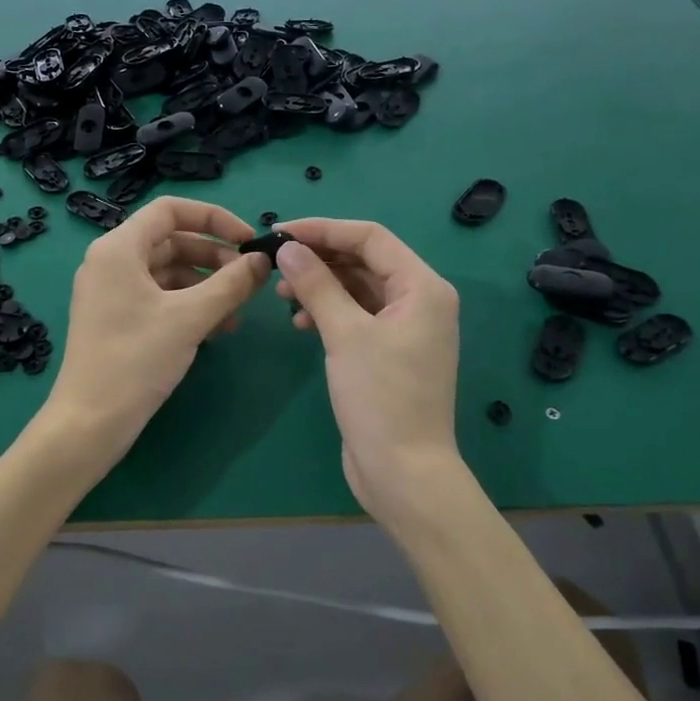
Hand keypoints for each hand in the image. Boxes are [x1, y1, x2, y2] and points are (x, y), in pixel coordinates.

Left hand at [47, 197, 270, 455]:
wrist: (90, 422)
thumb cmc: (136, 360)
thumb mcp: (190, 318)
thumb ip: (231, 284)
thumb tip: (262, 261)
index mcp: (119, 248)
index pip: (171, 210)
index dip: (214, 218)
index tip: (247, 240)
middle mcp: (111, 262)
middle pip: (171, 241)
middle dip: (213, 258)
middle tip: (248, 282)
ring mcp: (112, 292)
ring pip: (168, 273)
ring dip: (205, 286)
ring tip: (236, 314)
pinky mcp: (117, 319)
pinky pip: (159, 298)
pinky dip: (189, 306)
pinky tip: (216, 330)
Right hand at [274, 220, 461, 517]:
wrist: (403, 471)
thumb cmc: (381, 398)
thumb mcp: (345, 334)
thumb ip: (317, 285)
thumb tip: (288, 248)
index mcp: (423, 287)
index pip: (370, 237)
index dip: (324, 229)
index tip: (280, 232)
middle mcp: (420, 300)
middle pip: (364, 260)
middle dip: (320, 258)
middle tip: (276, 265)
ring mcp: (405, 328)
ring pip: (358, 288)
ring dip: (321, 286)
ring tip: (282, 295)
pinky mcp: (389, 352)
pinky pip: (357, 315)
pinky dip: (329, 312)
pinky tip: (301, 322)